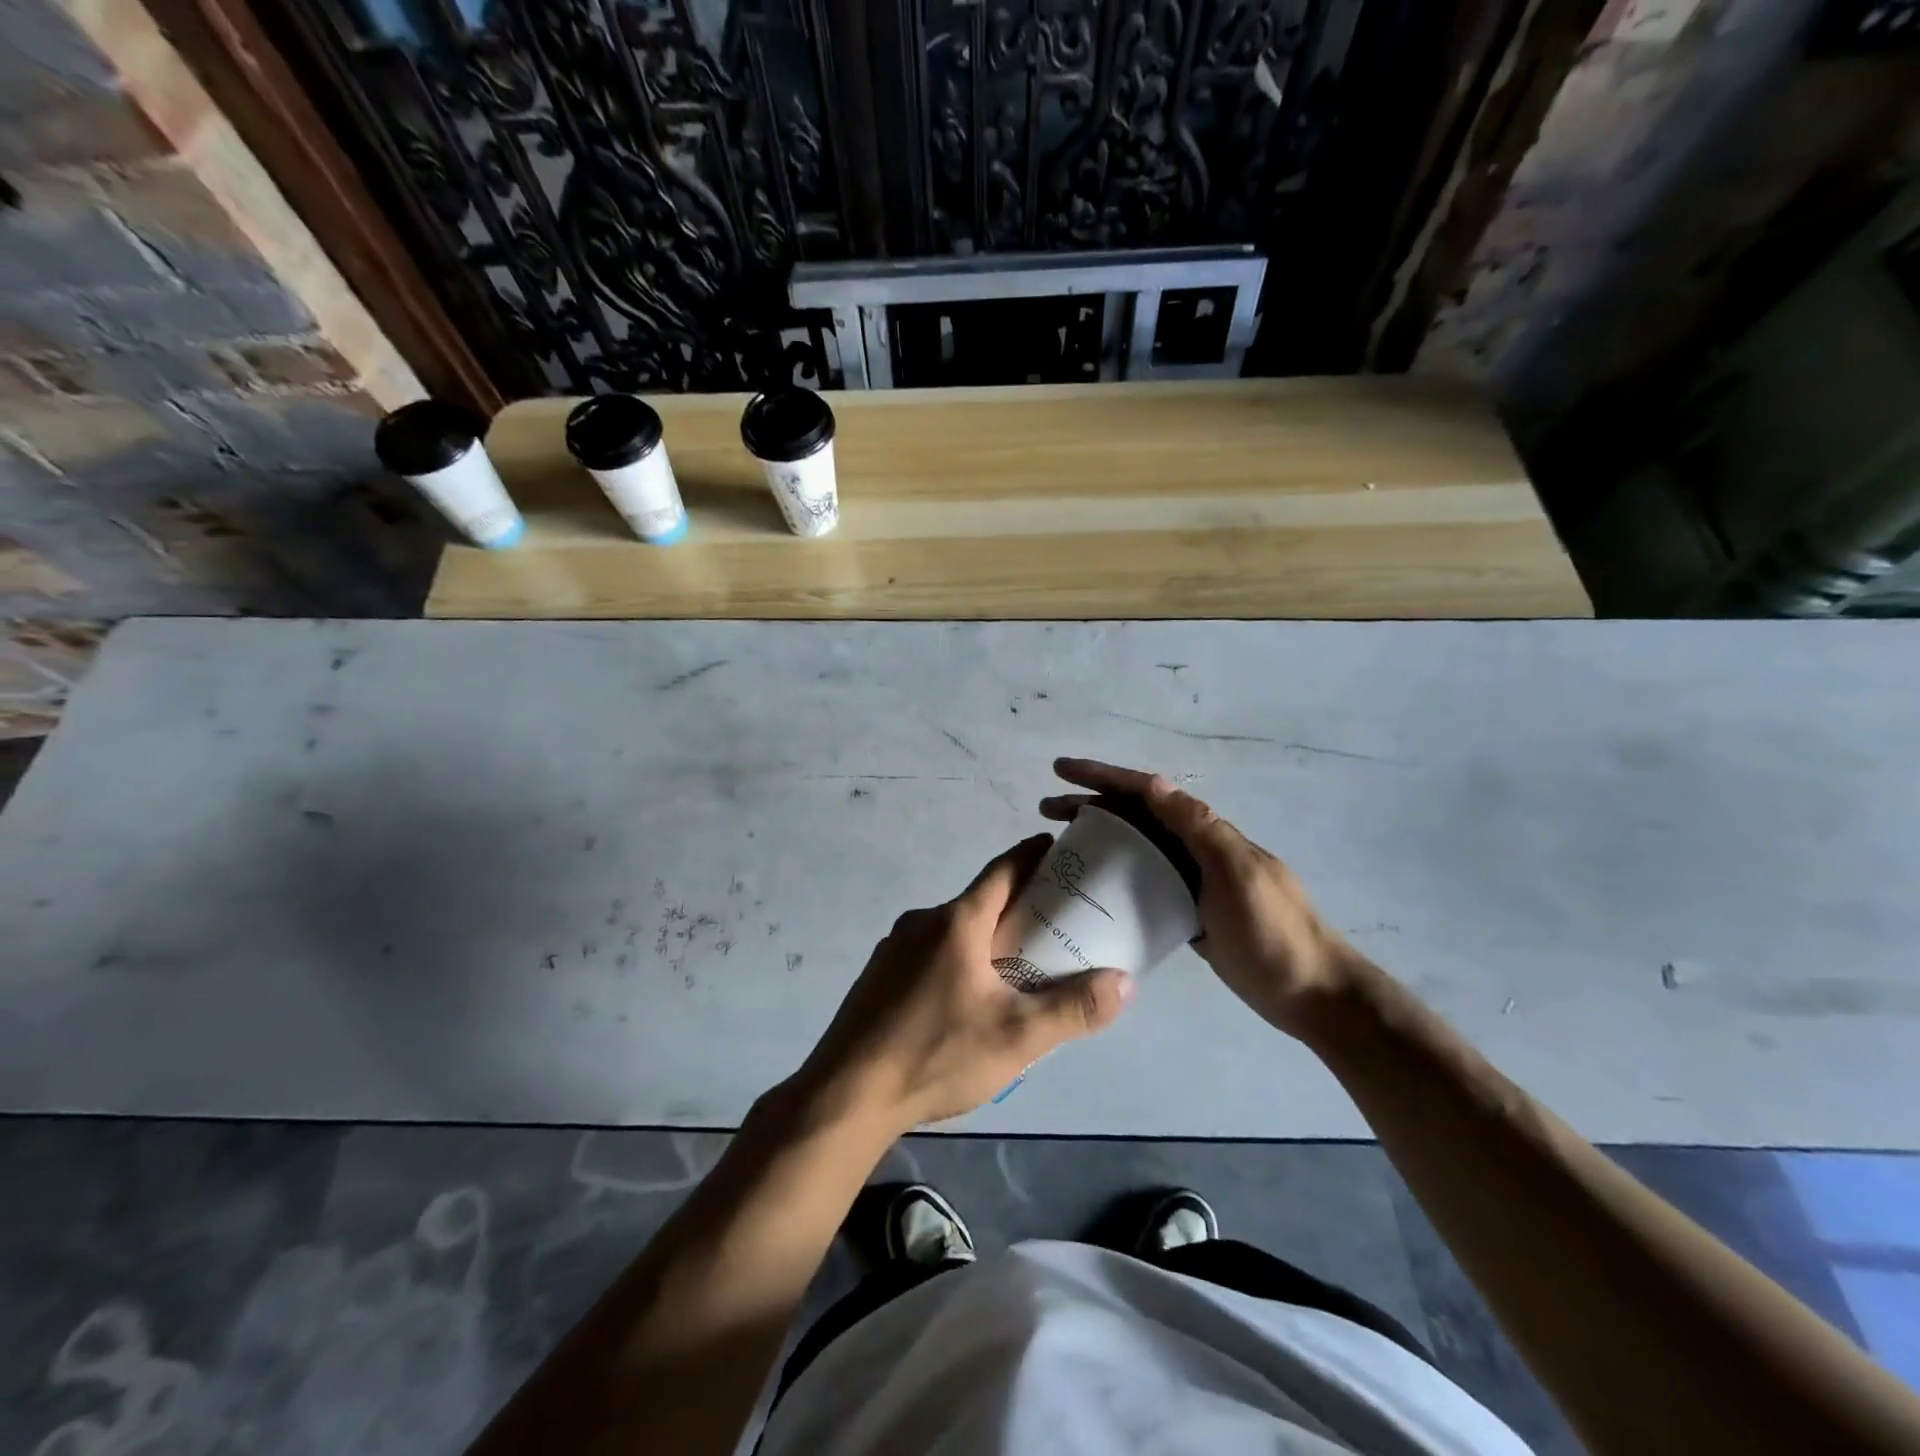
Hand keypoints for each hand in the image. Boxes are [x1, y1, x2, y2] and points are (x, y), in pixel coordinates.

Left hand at [795, 834, 1133, 1133]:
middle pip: (979, 900)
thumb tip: (1124, 982)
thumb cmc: (936, 1054)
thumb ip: (1073, 1008)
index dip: (1032, 855)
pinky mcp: (879, 974)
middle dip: (1017, 905)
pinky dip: (956, 958)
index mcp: (957, 921)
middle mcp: (923, 921)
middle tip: (1054, 923)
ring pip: (953, 929)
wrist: (847, 1094)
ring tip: (1016, 967)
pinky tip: (966, 998)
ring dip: (985, 936)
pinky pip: (929, 951)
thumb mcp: (1016, 1037)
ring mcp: (894, 947)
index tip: (1058, 849)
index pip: (1003, 869)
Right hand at [1041, 758, 1356, 1035]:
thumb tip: (1155, 783)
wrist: (1314, 994)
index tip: (1060, 771)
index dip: (1103, 776)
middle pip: (1136, 816)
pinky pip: (1144, 883)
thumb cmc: (1274, 932)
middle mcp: (1196, 848)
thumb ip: (1198, 828)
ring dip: (1099, 839)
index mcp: (1206, 833)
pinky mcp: (1189, 913)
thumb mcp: (1237, 873)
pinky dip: (1116, 877)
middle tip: (1046, 810)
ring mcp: (1194, 882)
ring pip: (1137, 848)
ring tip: (1059, 846)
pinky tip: (1093, 890)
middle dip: (1090, 805)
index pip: (1147, 792)